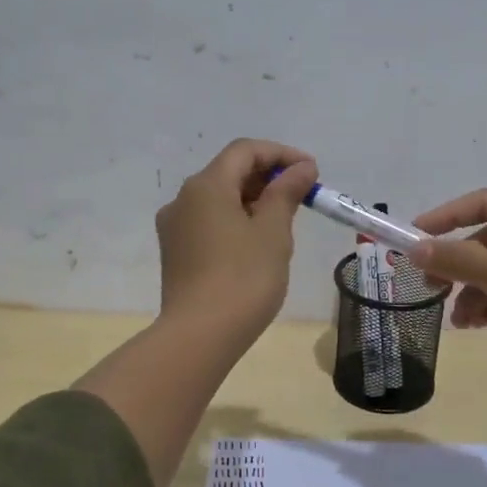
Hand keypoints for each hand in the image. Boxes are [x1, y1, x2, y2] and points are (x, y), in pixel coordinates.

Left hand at [156, 139, 318, 342]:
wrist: (200, 335)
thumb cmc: (244, 278)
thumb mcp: (273, 231)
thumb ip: (286, 192)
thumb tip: (301, 168)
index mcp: (206, 186)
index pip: (245, 150)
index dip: (281, 154)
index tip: (311, 172)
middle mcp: (183, 199)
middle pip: (229, 172)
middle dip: (268, 177)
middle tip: (302, 197)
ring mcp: (175, 227)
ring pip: (218, 198)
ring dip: (252, 199)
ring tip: (284, 221)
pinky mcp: (175, 252)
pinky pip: (209, 222)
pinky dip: (235, 220)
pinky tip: (256, 243)